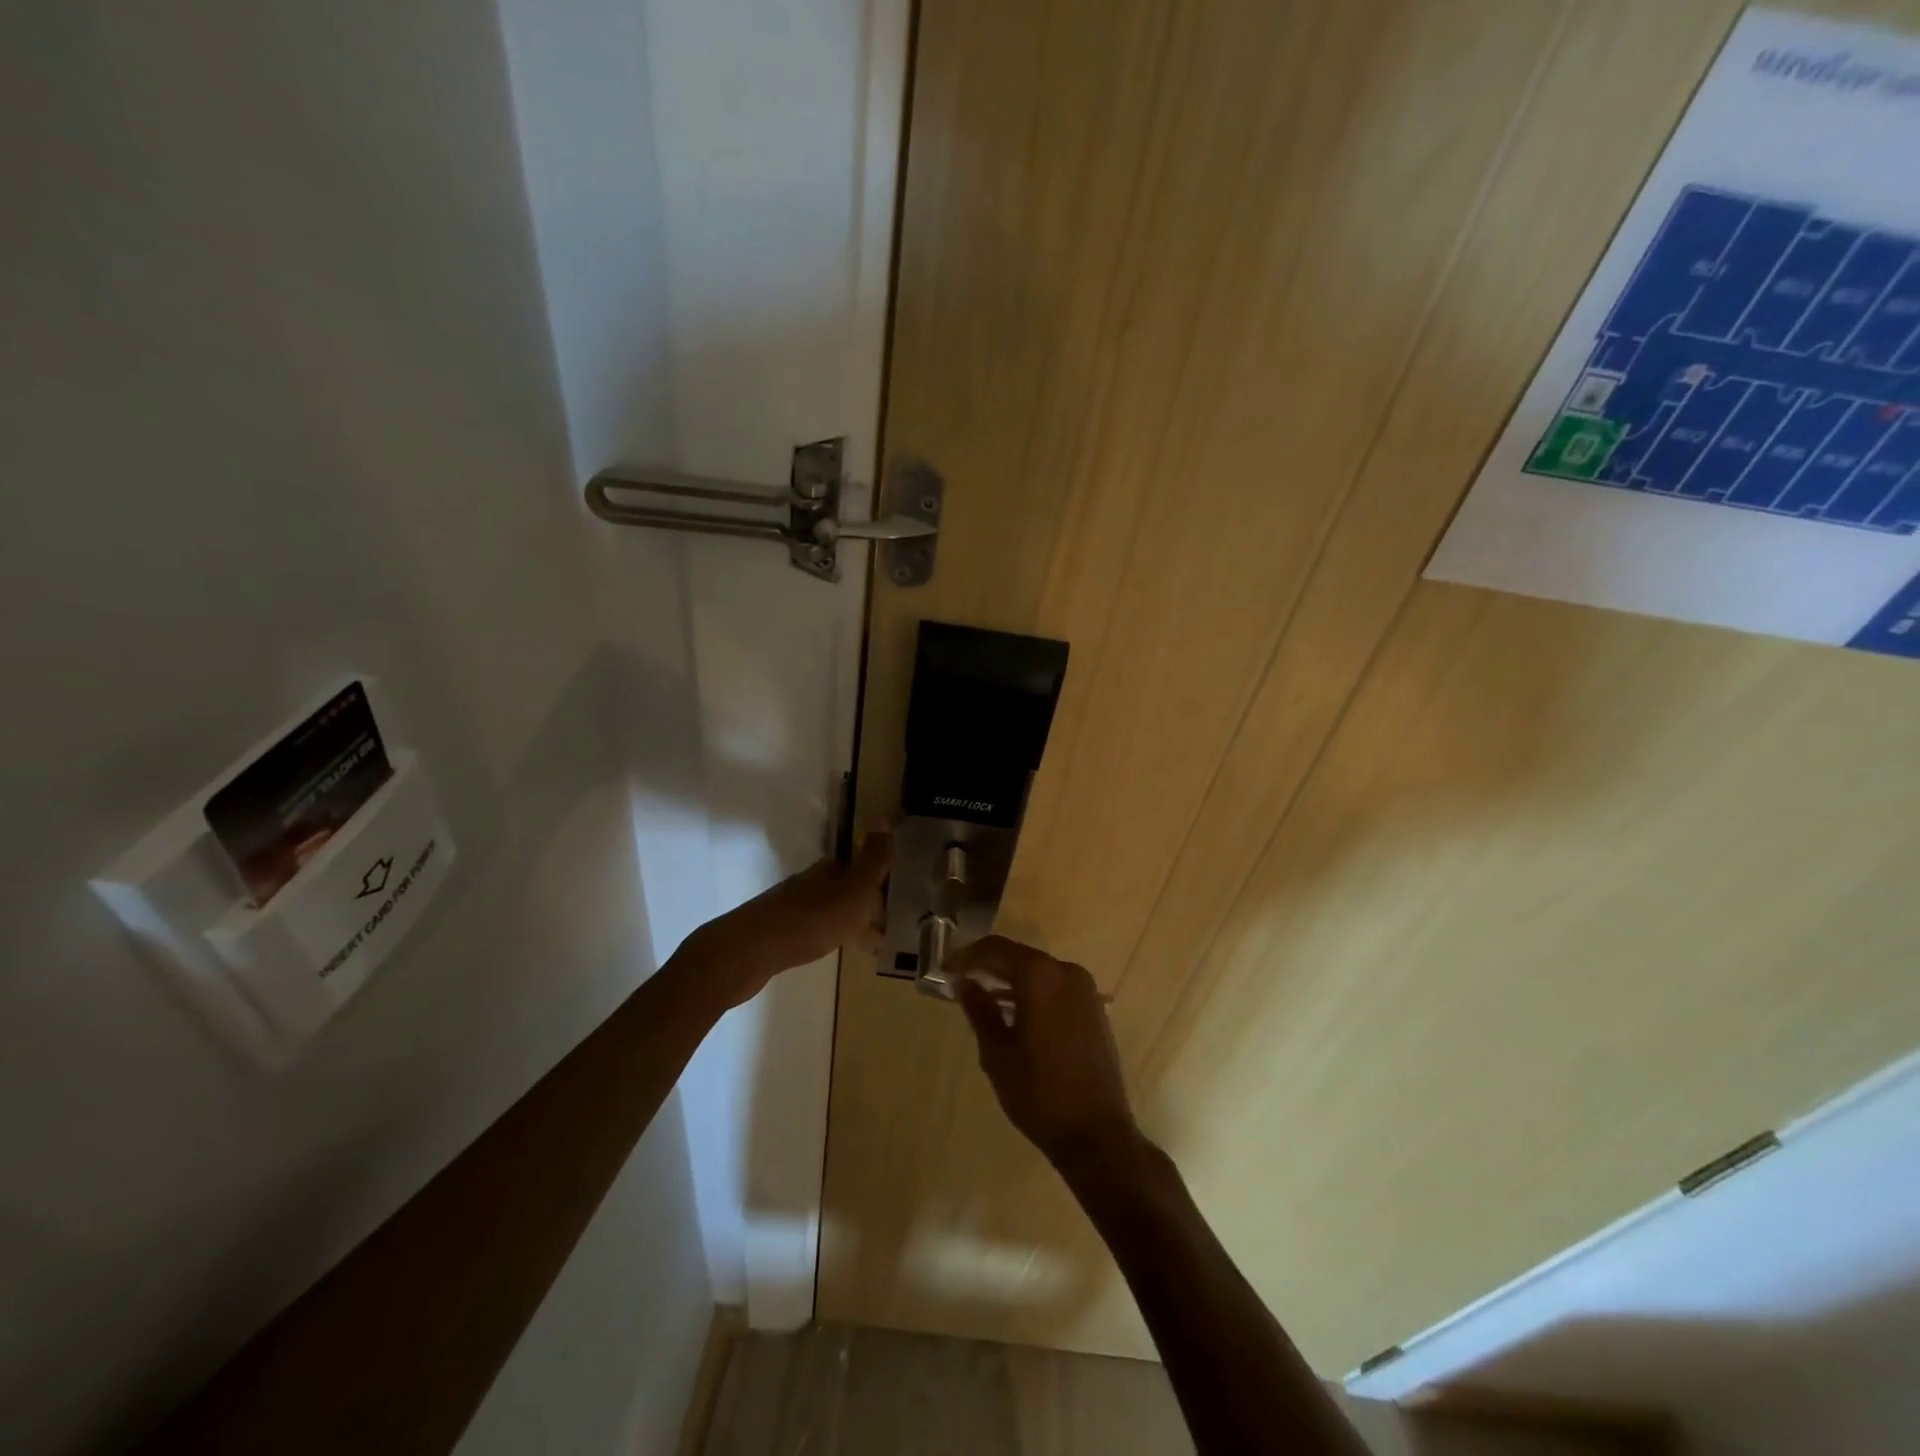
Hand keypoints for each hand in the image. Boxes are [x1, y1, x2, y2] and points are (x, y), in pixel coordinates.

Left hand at [682, 831, 891, 1008]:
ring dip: (848, 921)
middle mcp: (810, 881)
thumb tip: (883, 816)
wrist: (750, 951)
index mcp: (830, 869)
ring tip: (870, 944)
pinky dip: (830, 936)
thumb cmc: (811, 919)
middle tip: (889, 926)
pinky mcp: (778, 931)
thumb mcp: (854, 890)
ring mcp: (791, 906)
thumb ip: (873, 859)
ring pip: (830, 908)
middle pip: (845, 888)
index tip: (898, 901)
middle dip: (865, 903)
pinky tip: (834, 949)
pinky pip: (814, 928)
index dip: (879, 882)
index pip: (861, 868)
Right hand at [954, 936, 1140, 1170]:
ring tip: (983, 997)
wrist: (1096, 1134)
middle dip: (990, 966)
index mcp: (1041, 976)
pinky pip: (1056, 989)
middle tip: (961, 980)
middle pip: (1020, 957)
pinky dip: (1034, 993)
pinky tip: (1015, 1013)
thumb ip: (980, 1011)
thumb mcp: (998, 1053)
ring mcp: (1086, 991)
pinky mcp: (1095, 1010)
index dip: (968, 956)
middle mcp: (1067, 972)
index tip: (946, 968)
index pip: (996, 949)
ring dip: (1011, 980)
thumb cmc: (1039, 1092)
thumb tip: (965, 984)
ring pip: (1039, 973)